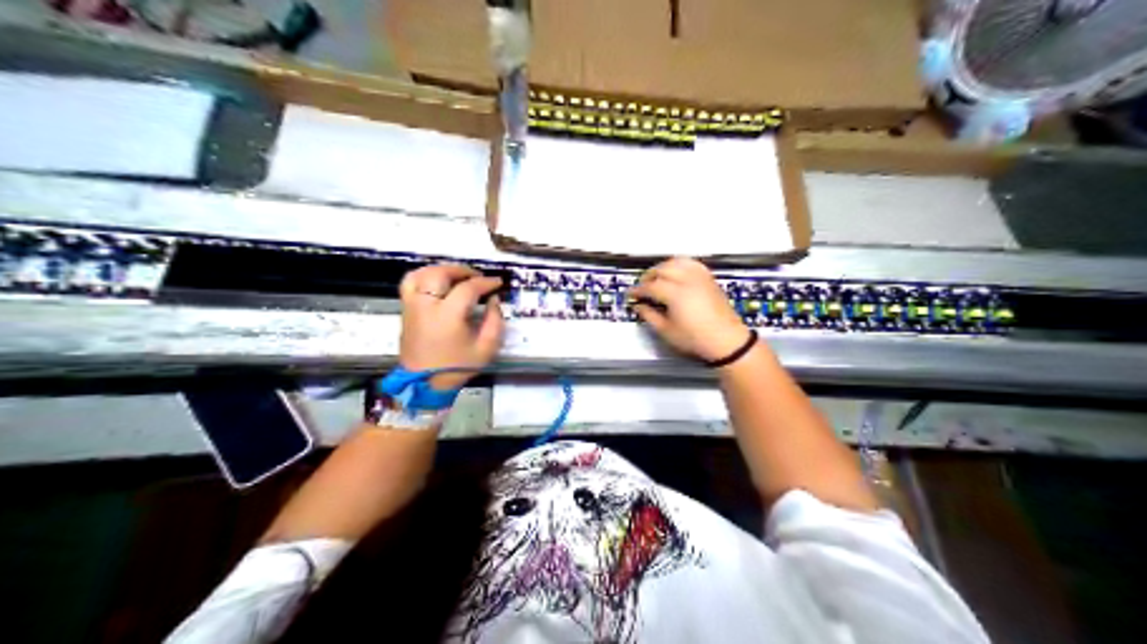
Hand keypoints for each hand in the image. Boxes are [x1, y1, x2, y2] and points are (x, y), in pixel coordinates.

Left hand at [397, 261, 503, 386]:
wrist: (425, 384)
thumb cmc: (456, 367)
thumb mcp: (486, 349)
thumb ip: (495, 321)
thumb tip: (493, 300)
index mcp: (447, 316)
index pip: (468, 288)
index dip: (485, 283)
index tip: (497, 283)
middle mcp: (426, 306)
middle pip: (441, 274)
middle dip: (462, 271)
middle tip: (478, 277)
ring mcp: (412, 306)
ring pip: (422, 274)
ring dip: (442, 270)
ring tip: (457, 276)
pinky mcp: (405, 310)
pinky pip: (410, 283)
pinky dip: (423, 276)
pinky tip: (436, 281)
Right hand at [627, 256, 754, 361]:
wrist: (726, 340)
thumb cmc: (695, 339)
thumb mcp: (667, 332)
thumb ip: (649, 316)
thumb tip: (639, 306)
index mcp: (676, 294)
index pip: (651, 286)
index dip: (638, 290)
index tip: (630, 295)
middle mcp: (687, 280)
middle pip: (662, 269)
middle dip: (649, 276)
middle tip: (642, 287)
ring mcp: (700, 277)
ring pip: (676, 262)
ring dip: (663, 267)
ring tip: (657, 278)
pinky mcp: (709, 278)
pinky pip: (691, 263)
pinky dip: (679, 264)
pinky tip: (675, 273)